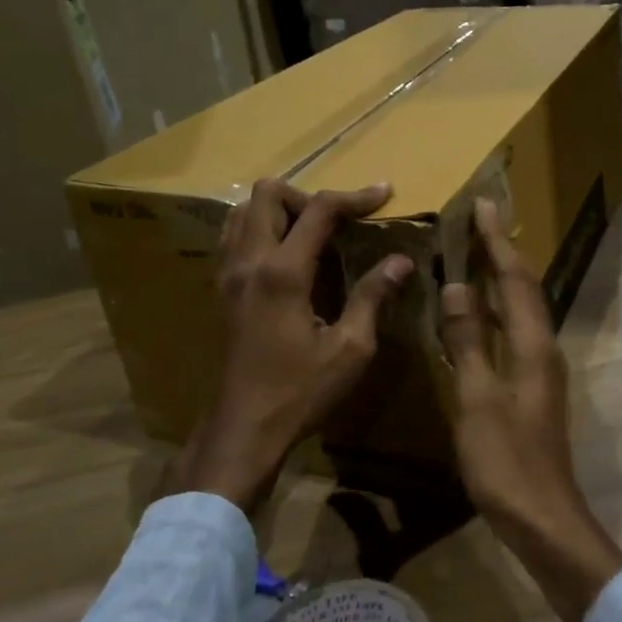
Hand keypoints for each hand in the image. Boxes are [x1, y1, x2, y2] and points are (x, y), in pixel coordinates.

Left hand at [171, 178, 412, 512]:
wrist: (243, 428)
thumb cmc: (300, 392)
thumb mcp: (350, 348)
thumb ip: (373, 296)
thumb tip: (401, 261)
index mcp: (282, 272)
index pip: (318, 210)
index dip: (355, 196)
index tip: (384, 193)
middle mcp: (249, 261)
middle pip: (268, 193)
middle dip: (308, 196)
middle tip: (338, 221)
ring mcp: (227, 273)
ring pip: (244, 210)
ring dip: (280, 209)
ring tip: (312, 234)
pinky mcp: (220, 289)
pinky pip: (234, 235)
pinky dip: (260, 228)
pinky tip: (286, 256)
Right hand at [441, 199, 621, 621]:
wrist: (542, 518)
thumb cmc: (506, 459)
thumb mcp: (477, 397)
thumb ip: (468, 339)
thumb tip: (458, 285)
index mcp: (532, 345)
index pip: (514, 278)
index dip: (497, 241)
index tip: (483, 205)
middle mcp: (542, 348)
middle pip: (523, 288)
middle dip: (503, 252)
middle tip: (480, 221)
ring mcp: (540, 369)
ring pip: (520, 309)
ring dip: (501, 279)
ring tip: (478, 255)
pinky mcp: (532, 388)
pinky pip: (514, 332)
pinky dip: (496, 311)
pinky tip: (477, 315)